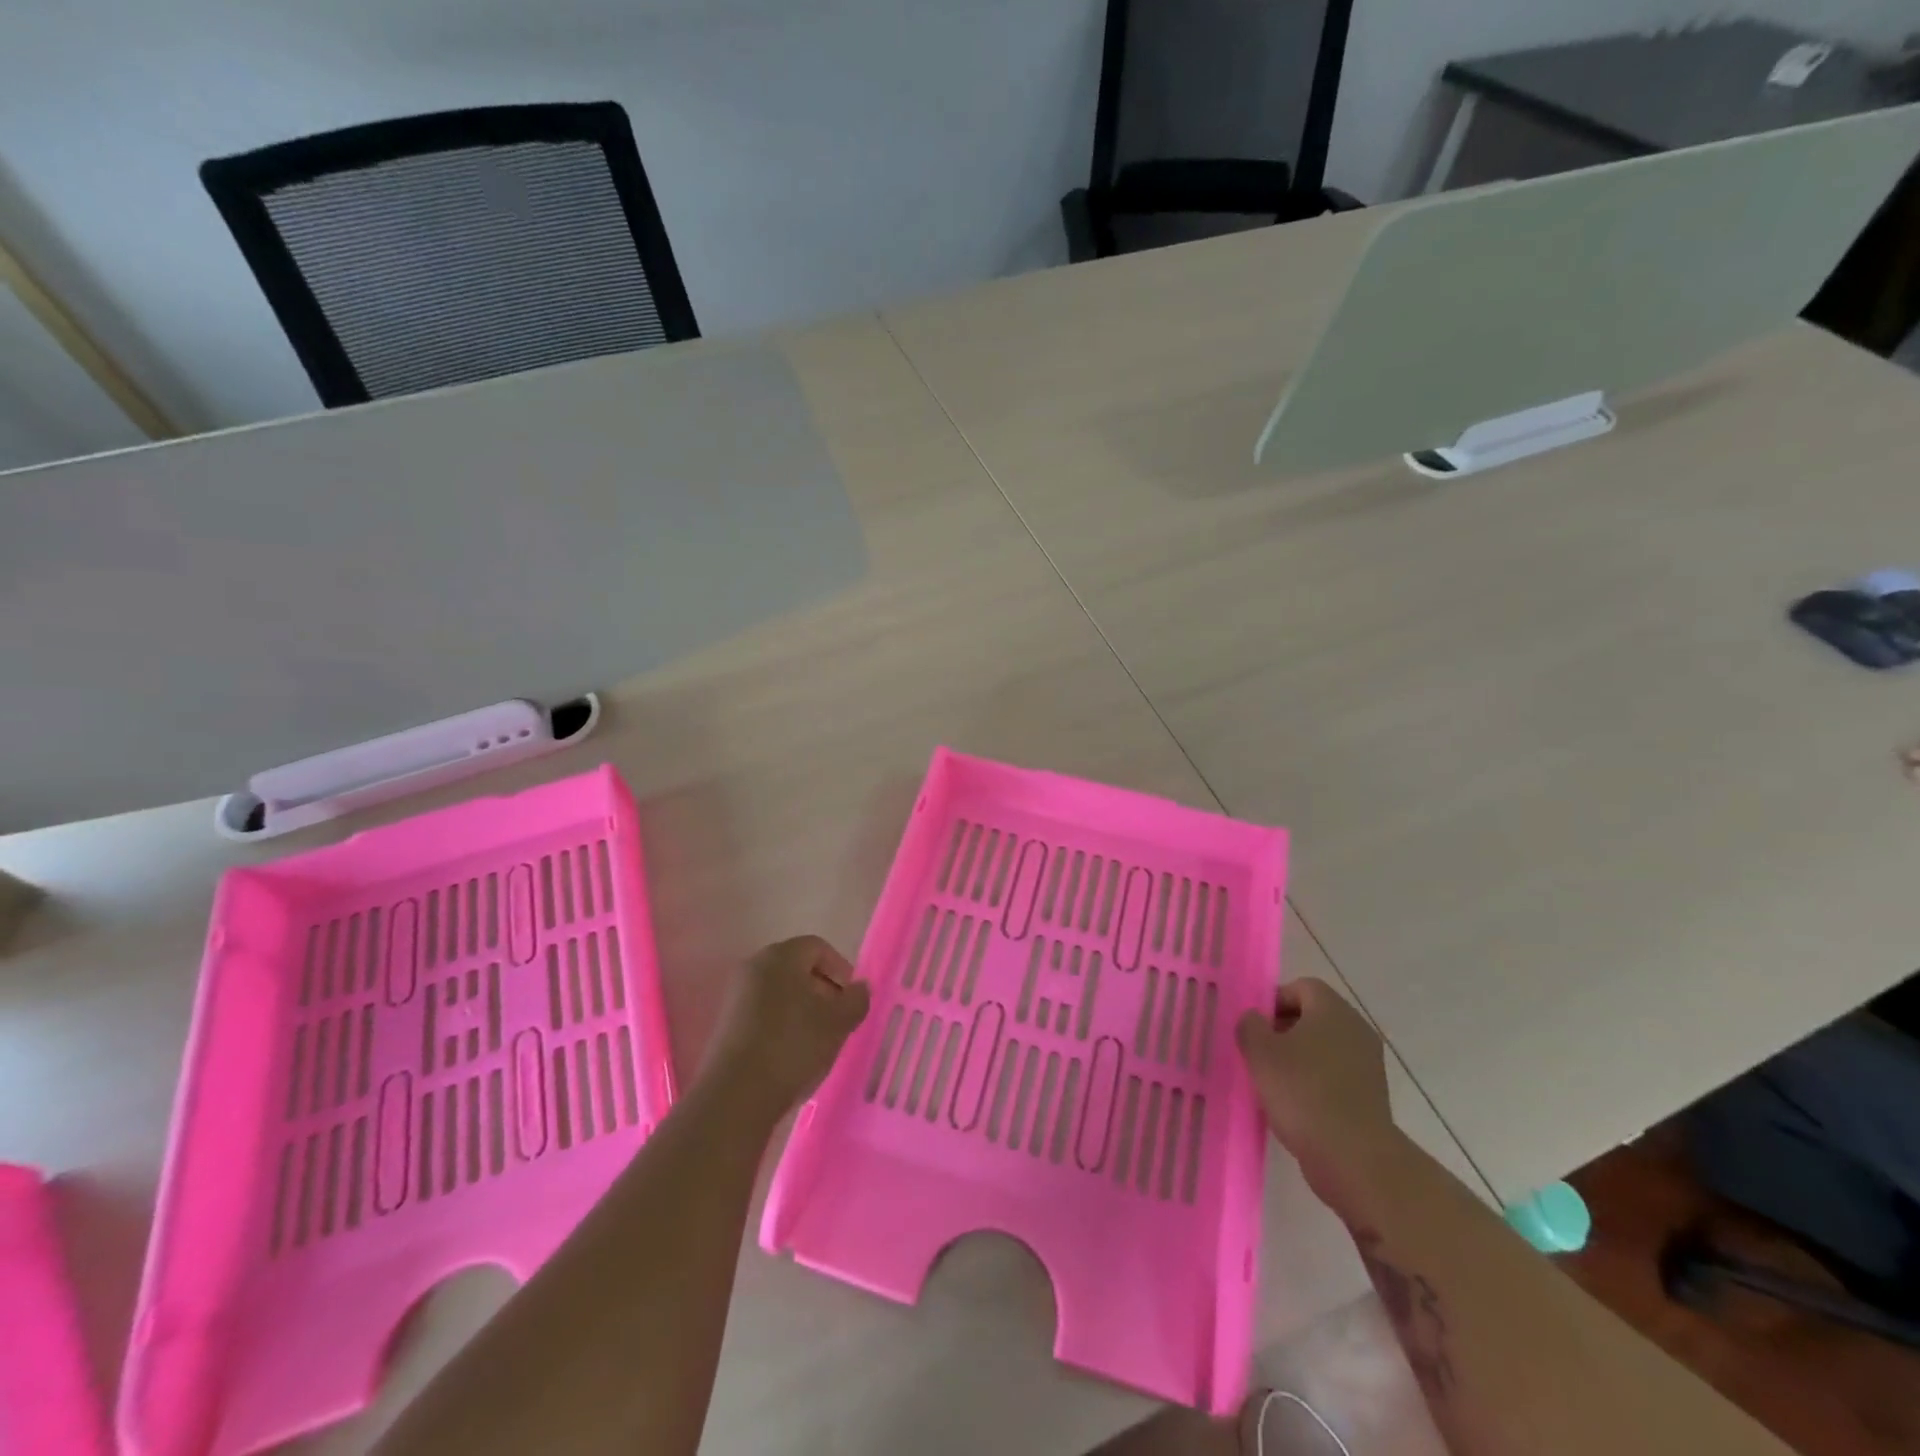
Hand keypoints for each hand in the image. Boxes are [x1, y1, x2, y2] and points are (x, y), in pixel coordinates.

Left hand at [702, 936, 871, 1124]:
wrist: (735, 1096)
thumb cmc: (792, 1045)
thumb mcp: (838, 1022)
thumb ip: (856, 1000)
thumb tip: (859, 989)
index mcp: (780, 956)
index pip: (818, 948)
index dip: (841, 969)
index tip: (851, 999)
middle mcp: (754, 967)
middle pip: (797, 969)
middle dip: (823, 991)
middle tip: (839, 1020)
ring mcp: (736, 996)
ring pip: (781, 993)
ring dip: (804, 1011)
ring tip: (819, 1041)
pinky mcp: (726, 1025)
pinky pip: (763, 1014)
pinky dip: (782, 1026)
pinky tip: (793, 1055)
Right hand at [1235, 978, 1396, 1201]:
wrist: (1354, 1157)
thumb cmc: (1302, 1092)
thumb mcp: (1260, 1052)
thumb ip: (1250, 1025)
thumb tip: (1255, 1019)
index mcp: (1333, 1010)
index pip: (1302, 987)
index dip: (1274, 1000)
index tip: (1255, 1026)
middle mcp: (1356, 1029)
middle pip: (1314, 1016)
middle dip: (1284, 1029)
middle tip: (1259, 1052)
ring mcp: (1368, 1064)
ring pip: (1324, 1047)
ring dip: (1298, 1057)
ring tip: (1273, 1081)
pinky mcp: (1371, 1096)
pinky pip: (1336, 1075)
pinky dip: (1315, 1082)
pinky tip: (1295, 1104)